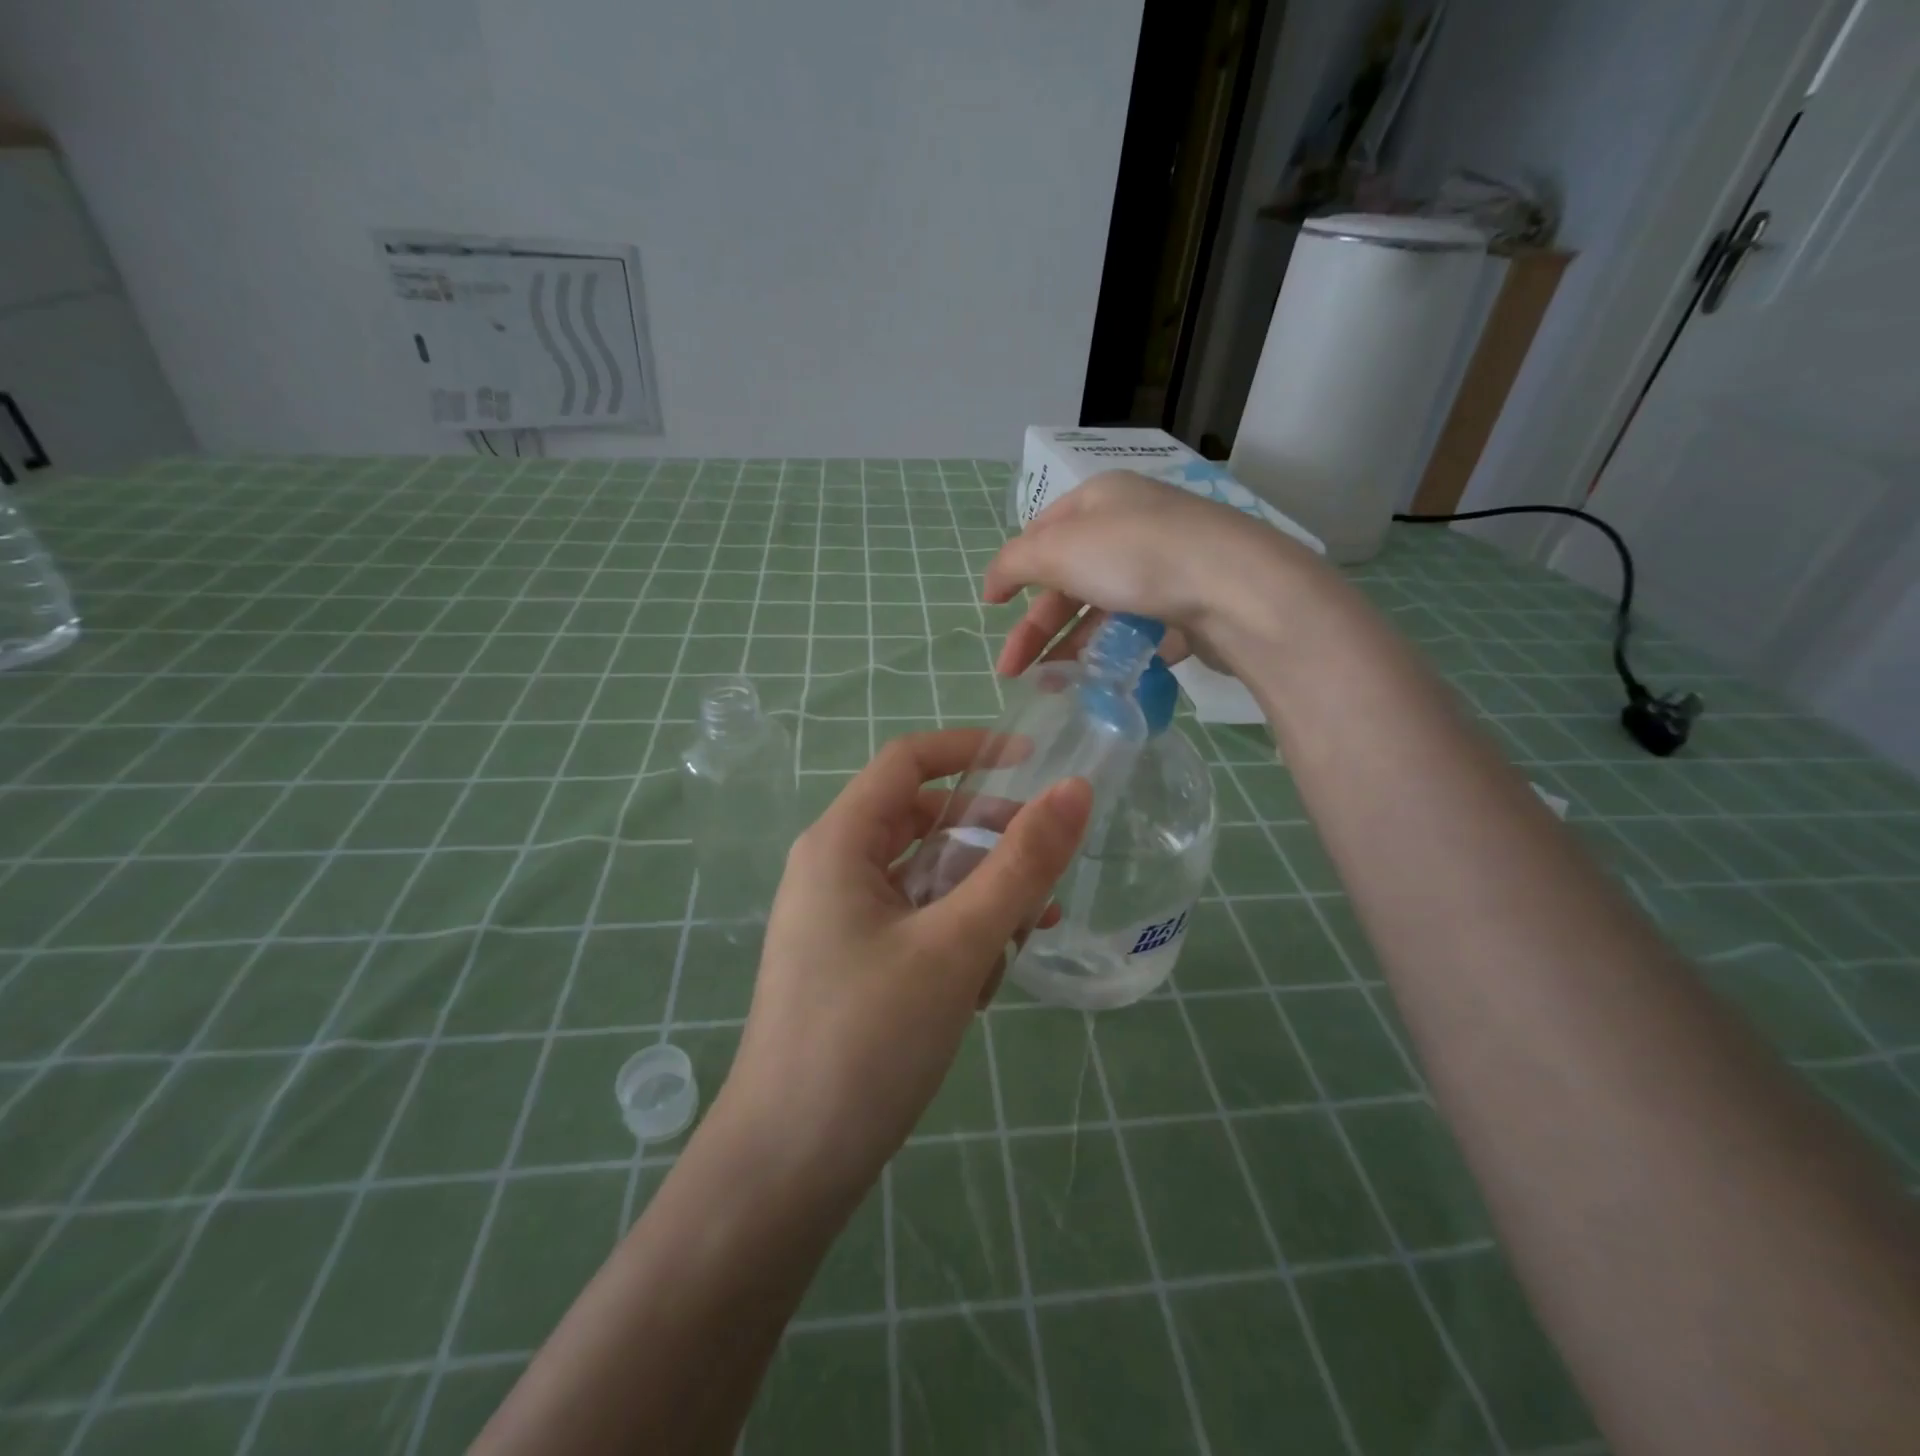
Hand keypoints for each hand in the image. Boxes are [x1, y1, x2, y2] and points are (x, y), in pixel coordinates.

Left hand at [717, 730, 1090, 1194]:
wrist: (786, 1167)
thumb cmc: (867, 1039)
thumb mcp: (957, 944)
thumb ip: (1021, 864)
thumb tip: (1076, 789)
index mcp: (840, 843)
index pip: (908, 762)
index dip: (971, 750)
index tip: (1037, 764)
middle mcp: (834, 870)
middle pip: (923, 822)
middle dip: (988, 839)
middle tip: (1047, 868)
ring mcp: (841, 920)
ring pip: (926, 878)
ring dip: (981, 897)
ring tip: (1028, 936)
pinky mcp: (854, 964)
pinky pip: (916, 924)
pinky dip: (958, 935)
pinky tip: (988, 981)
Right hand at [985, 470, 1323, 675]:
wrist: (1236, 591)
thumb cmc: (1137, 557)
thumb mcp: (1059, 549)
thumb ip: (1015, 563)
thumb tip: (991, 583)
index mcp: (1101, 499)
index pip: (1044, 531)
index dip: (1014, 569)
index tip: (991, 608)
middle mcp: (1134, 526)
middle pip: (1070, 578)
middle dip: (1037, 626)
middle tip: (1011, 671)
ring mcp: (1166, 567)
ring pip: (1104, 609)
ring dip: (1072, 646)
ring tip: (1052, 685)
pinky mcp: (1191, 606)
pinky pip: (1142, 630)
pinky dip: (1115, 653)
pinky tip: (1099, 679)